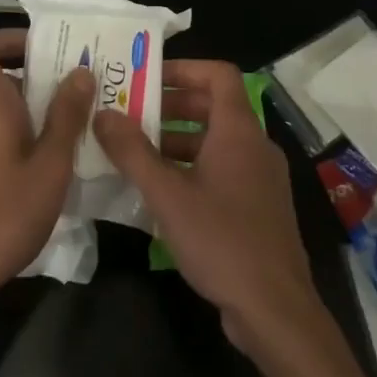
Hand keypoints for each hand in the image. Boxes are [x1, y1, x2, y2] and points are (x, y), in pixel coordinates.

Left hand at [0, 29, 92, 326]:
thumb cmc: (0, 218)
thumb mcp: (49, 168)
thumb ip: (66, 117)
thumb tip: (80, 70)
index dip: (7, 38)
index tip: (45, 49)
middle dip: (39, 83)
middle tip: (81, 96)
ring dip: (32, 116)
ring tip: (74, 135)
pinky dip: (16, 141)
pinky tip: (44, 173)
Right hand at [94, 61, 330, 359]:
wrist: (275, 307)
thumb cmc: (221, 240)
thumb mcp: (167, 195)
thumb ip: (132, 152)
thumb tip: (102, 113)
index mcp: (238, 130)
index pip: (217, 74)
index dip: (183, 69)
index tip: (146, 78)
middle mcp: (254, 145)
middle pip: (213, 107)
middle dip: (170, 107)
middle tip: (129, 114)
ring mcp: (260, 177)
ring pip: (215, 142)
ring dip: (177, 141)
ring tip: (134, 153)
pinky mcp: (258, 206)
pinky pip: (222, 170)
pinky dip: (192, 168)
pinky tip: (160, 192)